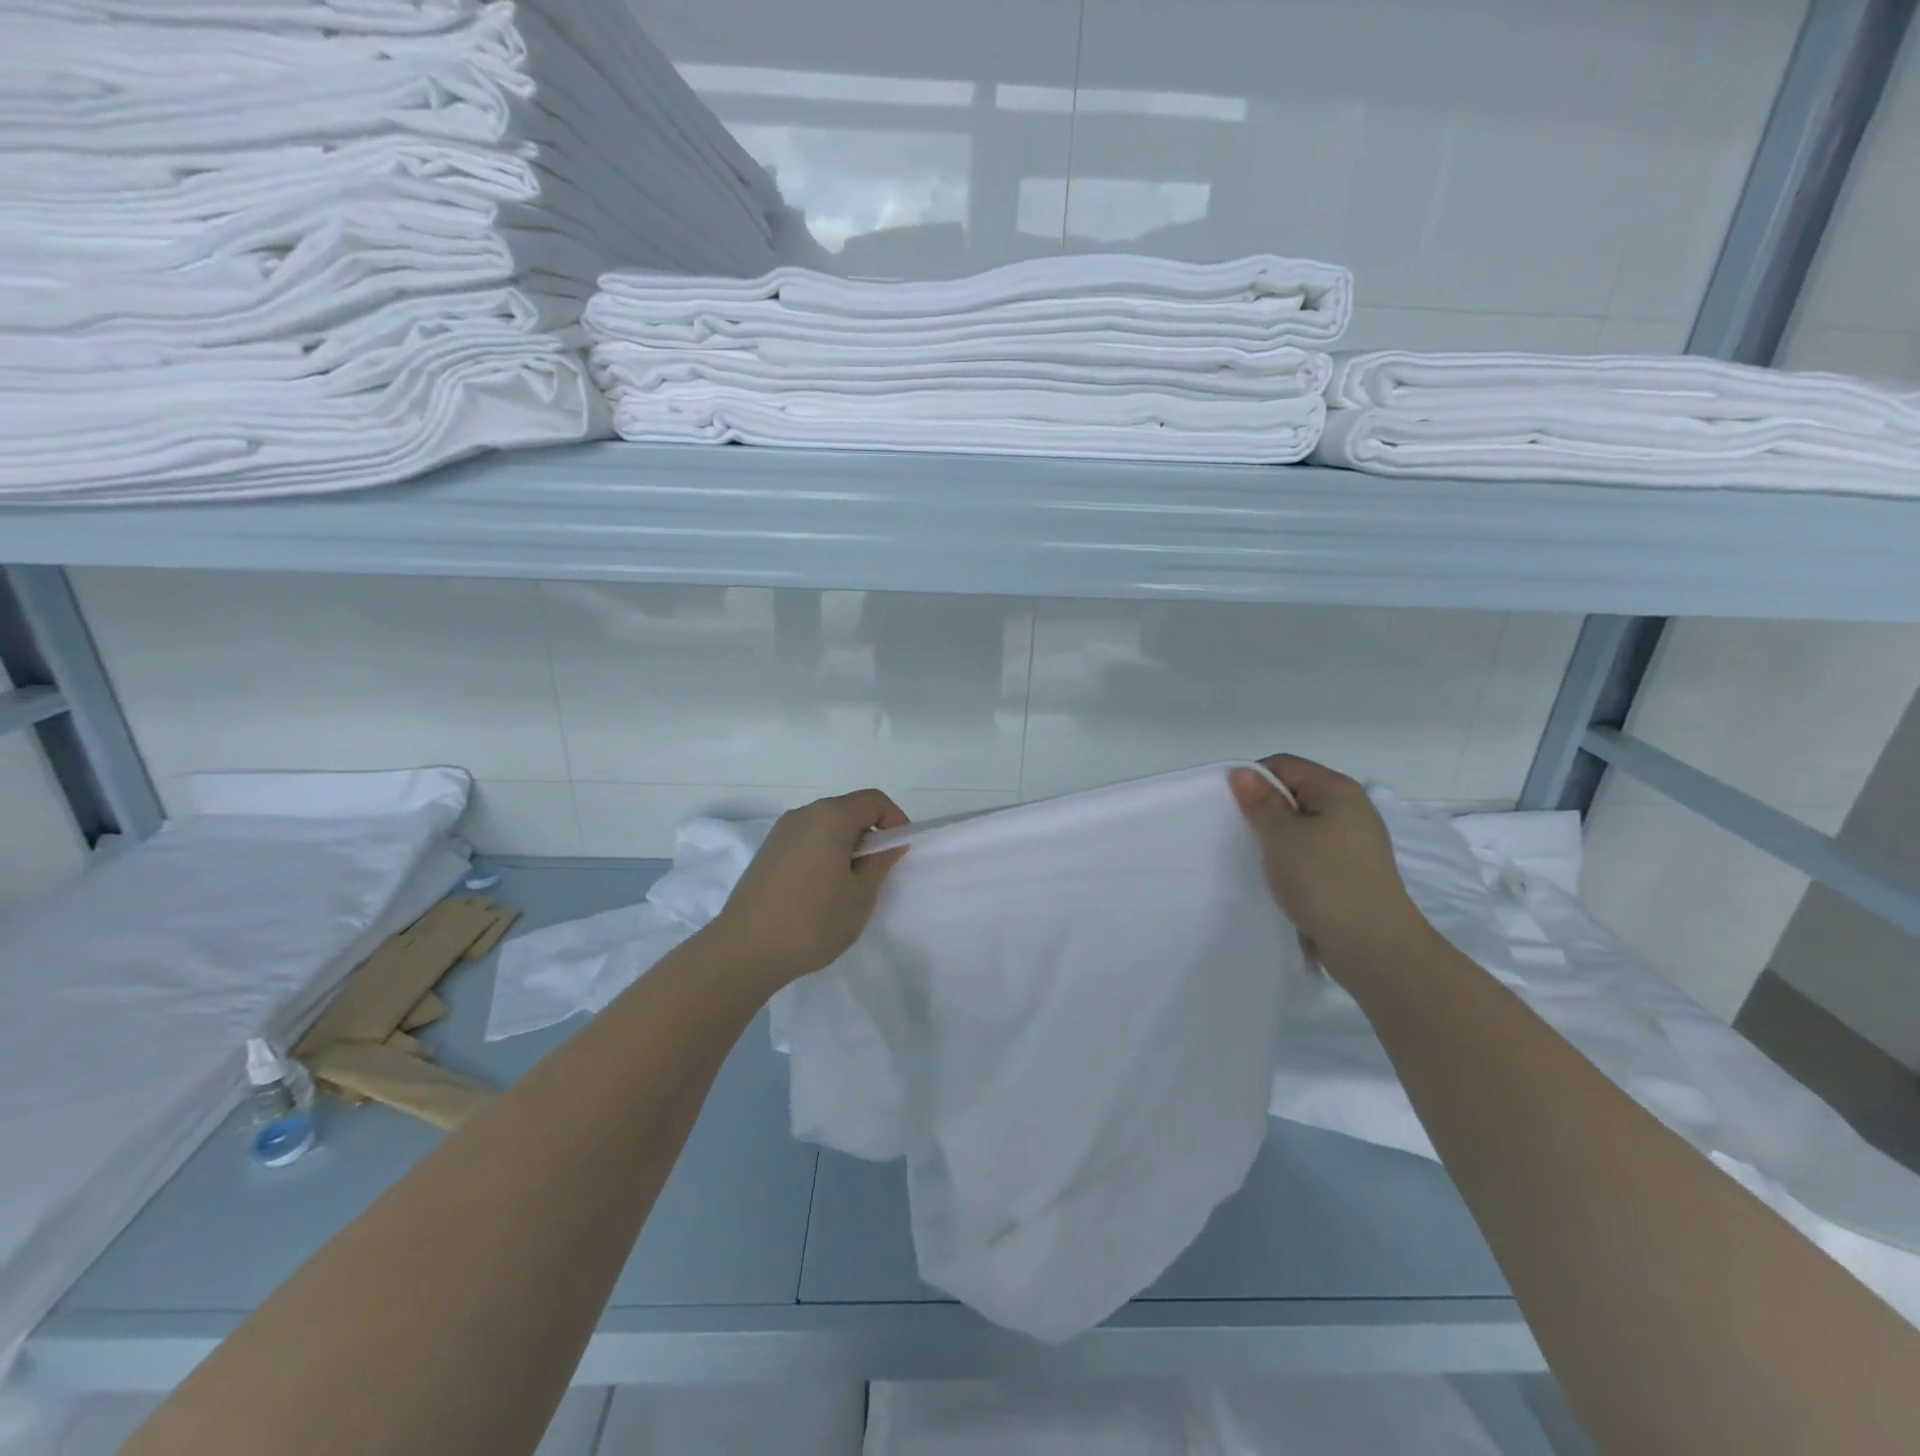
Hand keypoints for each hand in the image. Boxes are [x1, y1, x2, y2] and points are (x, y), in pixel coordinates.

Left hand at [708, 789, 909, 988]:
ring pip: (826, 826)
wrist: (744, 951)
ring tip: (848, 886)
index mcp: (830, 817)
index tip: (898, 853)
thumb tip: (890, 843)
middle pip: (848, 810)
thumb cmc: (812, 921)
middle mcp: (803, 815)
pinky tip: (819, 891)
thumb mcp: (860, 896)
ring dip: (845, 846)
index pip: (874, 801)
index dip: (895, 821)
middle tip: (876, 873)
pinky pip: (807, 841)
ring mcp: (780, 833)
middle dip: (870, 835)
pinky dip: (823, 854)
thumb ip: (880, 863)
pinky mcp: (766, 853)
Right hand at [1228, 755, 1431, 969]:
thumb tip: (1242, 772)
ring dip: (1276, 838)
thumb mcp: (1282, 836)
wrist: (1373, 947)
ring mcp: (1354, 842)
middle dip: (1263, 809)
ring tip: (1256, 858)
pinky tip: (1279, 878)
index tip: (1231, 808)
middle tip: (1238, 833)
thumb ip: (1260, 802)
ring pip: (1302, 825)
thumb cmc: (1324, 881)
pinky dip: (1292, 859)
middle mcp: (1351, 808)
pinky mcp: (1352, 871)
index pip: (1283, 765)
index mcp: (1337, 789)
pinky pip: (1312, 852)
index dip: (1252, 780)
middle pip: (1294, 793)